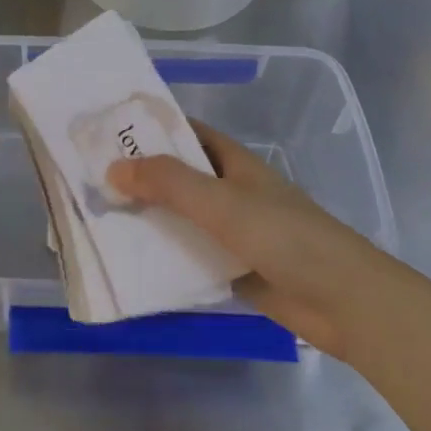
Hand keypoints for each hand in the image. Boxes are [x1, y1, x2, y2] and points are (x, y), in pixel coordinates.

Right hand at [106, 121, 393, 360]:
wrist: (341, 300)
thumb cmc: (284, 236)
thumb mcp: (220, 202)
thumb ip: (168, 183)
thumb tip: (112, 169)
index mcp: (233, 163)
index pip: (186, 134)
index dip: (150, 130)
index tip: (107, 134)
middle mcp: (230, 191)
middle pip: (178, 178)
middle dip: (139, 178)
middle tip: (89, 182)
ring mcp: (231, 232)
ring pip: (180, 219)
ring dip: (148, 219)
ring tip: (98, 220)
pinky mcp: (232, 268)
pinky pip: (189, 256)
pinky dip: (164, 257)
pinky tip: (129, 263)